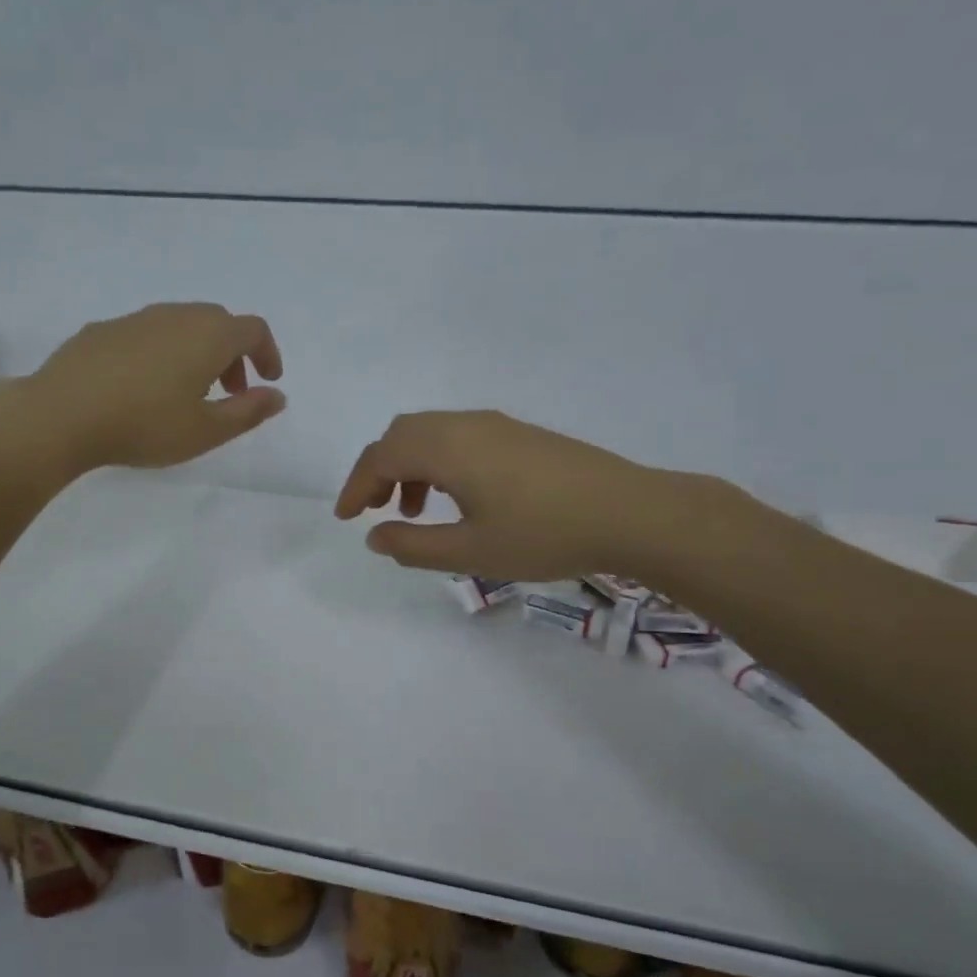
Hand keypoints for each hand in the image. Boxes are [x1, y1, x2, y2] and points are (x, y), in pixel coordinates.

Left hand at [23, 303, 285, 473]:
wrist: (61, 414)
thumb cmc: (145, 425)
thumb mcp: (206, 431)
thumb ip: (248, 412)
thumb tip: (278, 396)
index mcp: (208, 336)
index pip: (253, 330)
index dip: (268, 353)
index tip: (268, 381)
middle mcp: (175, 315)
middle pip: (218, 323)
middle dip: (234, 355)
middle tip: (231, 392)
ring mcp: (135, 319)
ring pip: (181, 325)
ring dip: (198, 352)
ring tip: (188, 392)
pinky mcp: (102, 329)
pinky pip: (148, 333)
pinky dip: (163, 352)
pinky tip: (144, 387)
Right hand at [334, 410, 727, 581]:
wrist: (631, 512)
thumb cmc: (544, 535)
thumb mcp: (470, 552)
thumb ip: (414, 545)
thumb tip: (375, 537)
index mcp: (447, 447)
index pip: (381, 456)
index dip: (355, 486)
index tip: (345, 518)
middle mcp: (466, 425)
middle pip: (402, 435)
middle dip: (378, 471)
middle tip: (373, 510)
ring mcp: (497, 425)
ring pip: (432, 434)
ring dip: (409, 467)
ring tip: (415, 511)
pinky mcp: (520, 434)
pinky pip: (459, 437)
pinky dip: (439, 462)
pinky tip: (458, 498)